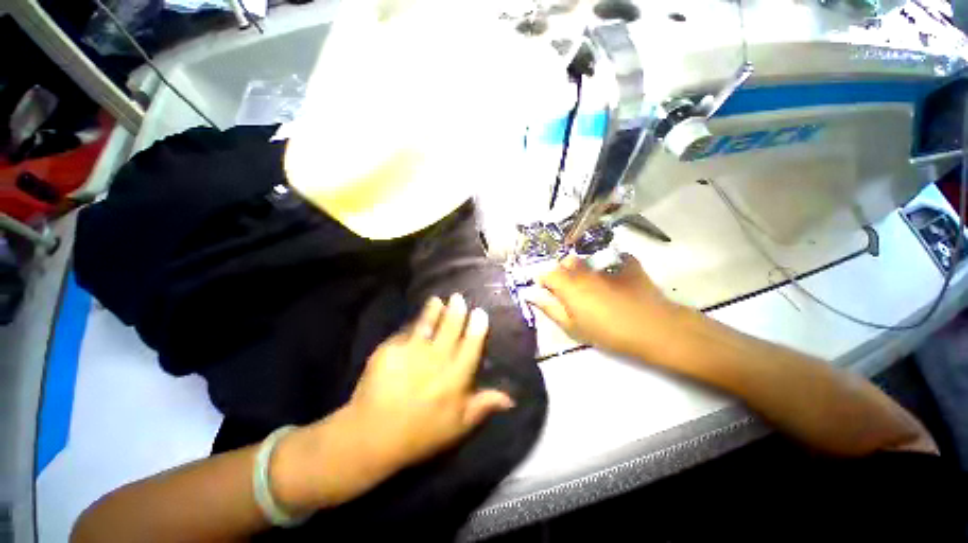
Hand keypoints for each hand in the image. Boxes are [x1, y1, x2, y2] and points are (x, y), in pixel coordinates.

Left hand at [346, 293, 514, 467]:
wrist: (372, 436)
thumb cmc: (421, 434)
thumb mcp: (458, 427)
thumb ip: (483, 406)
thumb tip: (511, 398)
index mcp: (455, 377)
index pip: (471, 344)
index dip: (477, 327)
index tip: (480, 312)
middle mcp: (436, 359)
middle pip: (450, 328)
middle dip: (456, 310)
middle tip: (459, 298)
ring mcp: (411, 352)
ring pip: (428, 324)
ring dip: (434, 309)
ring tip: (437, 300)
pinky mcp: (389, 350)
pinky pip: (405, 331)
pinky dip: (413, 323)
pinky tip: (416, 318)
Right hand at [524, 254, 682, 356]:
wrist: (654, 329)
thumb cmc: (608, 332)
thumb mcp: (573, 326)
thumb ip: (550, 308)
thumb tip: (531, 296)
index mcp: (568, 284)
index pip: (546, 273)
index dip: (543, 281)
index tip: (546, 291)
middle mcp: (583, 269)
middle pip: (565, 262)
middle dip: (562, 273)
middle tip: (569, 291)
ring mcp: (606, 264)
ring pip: (586, 260)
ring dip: (582, 269)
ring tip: (591, 286)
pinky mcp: (627, 264)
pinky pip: (612, 259)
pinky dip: (607, 266)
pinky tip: (614, 278)